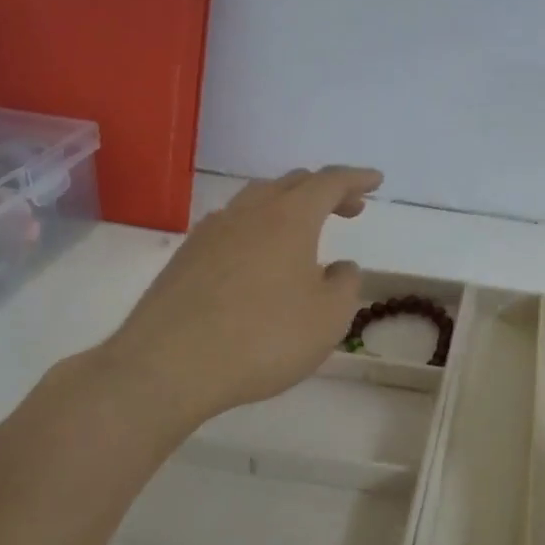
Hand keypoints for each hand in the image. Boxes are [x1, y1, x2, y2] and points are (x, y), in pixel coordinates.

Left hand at [101, 166, 380, 421]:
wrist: (168, 366)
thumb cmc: (263, 338)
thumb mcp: (327, 318)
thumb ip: (344, 285)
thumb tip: (340, 268)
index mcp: (289, 218)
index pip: (329, 183)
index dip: (356, 178)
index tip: (376, 181)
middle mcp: (248, 213)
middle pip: (291, 183)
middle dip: (324, 190)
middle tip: (348, 208)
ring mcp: (211, 232)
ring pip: (256, 201)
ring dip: (287, 206)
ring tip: (304, 230)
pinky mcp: (186, 257)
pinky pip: (231, 226)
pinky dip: (257, 228)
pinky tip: (258, 256)